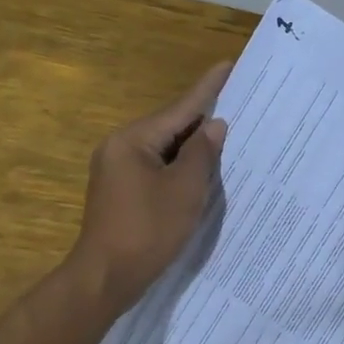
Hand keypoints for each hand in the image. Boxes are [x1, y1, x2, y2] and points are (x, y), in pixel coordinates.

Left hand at [71, 62, 230, 309]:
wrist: (105, 279)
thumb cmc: (147, 230)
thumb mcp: (184, 189)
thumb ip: (202, 153)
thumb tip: (214, 126)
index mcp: (133, 140)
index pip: (179, 108)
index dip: (208, 88)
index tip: (228, 65)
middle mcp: (120, 148)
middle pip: (170, 126)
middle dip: (203, 119)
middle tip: (238, 104)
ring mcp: (117, 170)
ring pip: (164, 149)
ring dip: (193, 146)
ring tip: (228, 135)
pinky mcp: (121, 191)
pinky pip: (157, 168)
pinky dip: (180, 167)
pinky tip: (202, 169)